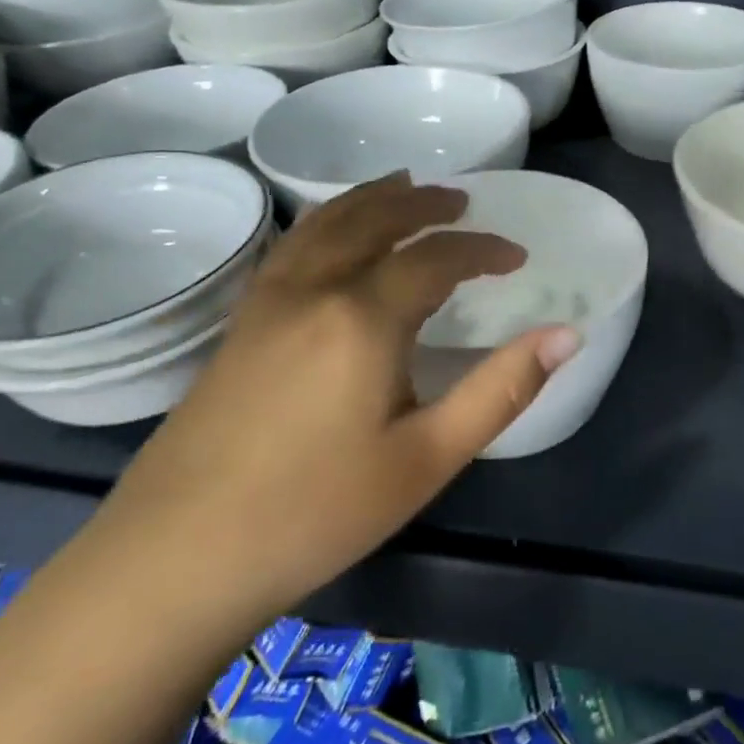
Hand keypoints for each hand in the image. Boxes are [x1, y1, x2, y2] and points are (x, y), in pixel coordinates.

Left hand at [87, 175, 579, 654]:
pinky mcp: (238, 323)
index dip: (482, 249)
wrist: (178, 556)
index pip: (436, 257)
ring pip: (325, 223)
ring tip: (402, 187)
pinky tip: (331, 234)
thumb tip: (566, 335)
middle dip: (423, 203)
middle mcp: (313, 289)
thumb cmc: (318, 512)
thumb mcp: (428, 458)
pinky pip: (292, 245)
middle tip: (461, 201)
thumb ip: (501, 389)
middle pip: (374, 219)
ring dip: (371, 199)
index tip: (515, 256)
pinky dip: (326, 220)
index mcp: (364, 316)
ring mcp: (266, 301)